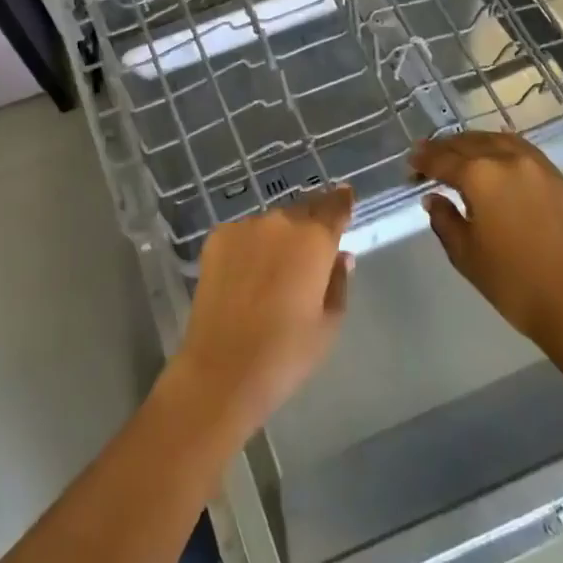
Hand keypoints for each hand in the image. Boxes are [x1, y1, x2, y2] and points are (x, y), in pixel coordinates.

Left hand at [168, 185, 353, 439]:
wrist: (223, 368)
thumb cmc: (286, 352)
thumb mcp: (329, 323)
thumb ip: (338, 281)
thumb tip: (340, 255)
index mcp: (314, 240)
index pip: (335, 207)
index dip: (342, 200)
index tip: (346, 194)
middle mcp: (280, 223)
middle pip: (302, 211)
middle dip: (310, 222)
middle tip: (311, 245)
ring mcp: (244, 227)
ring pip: (270, 224)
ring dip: (278, 236)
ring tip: (275, 267)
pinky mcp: (216, 238)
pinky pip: (243, 234)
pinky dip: (250, 245)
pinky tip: (247, 273)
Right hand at [412, 132, 562, 356]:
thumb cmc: (512, 282)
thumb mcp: (464, 254)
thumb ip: (444, 219)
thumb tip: (435, 198)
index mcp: (479, 176)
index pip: (442, 159)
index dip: (422, 160)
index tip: (411, 164)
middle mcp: (508, 160)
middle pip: (470, 143)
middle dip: (446, 148)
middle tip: (429, 155)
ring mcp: (539, 168)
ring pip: (500, 141)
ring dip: (475, 143)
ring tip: (462, 152)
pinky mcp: (561, 182)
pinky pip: (525, 152)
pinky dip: (504, 149)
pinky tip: (499, 156)